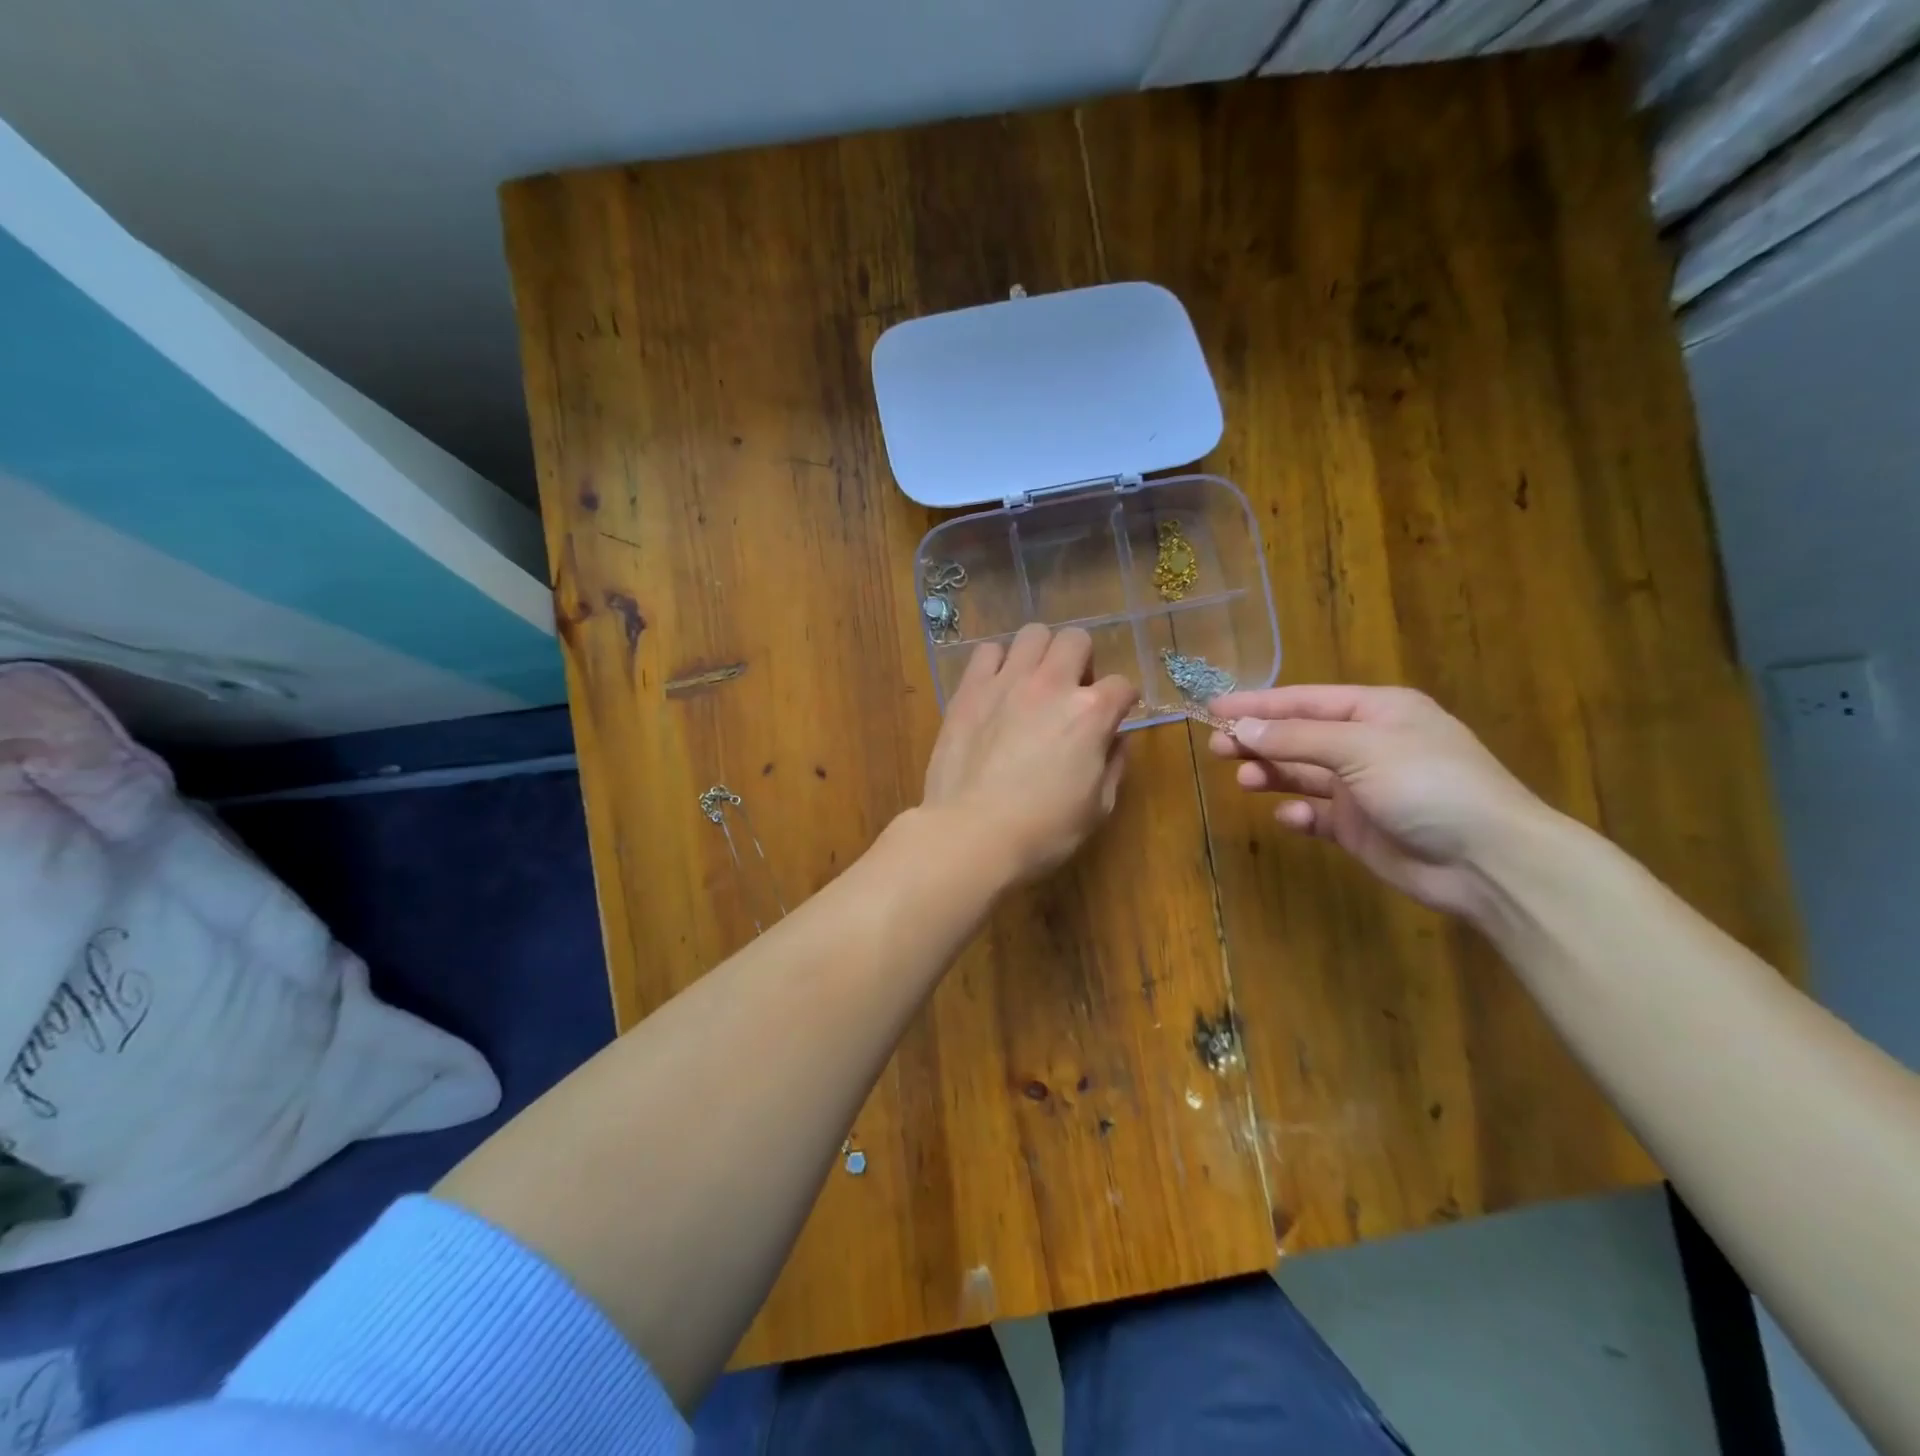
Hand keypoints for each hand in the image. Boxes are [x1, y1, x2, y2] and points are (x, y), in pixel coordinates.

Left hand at [921, 624, 1137, 886]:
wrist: (972, 834)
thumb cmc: (1043, 831)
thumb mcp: (1098, 808)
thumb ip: (1113, 765)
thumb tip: (1115, 739)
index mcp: (1090, 713)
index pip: (1123, 685)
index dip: (1123, 701)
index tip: (1114, 716)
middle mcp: (1051, 685)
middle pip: (1076, 640)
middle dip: (1082, 661)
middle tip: (1071, 692)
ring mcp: (1006, 682)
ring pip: (1032, 634)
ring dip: (1040, 654)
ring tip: (1033, 683)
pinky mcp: (969, 690)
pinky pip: (986, 652)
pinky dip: (997, 662)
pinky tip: (996, 687)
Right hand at [1207, 684, 1547, 917]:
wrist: (1488, 860)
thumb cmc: (1427, 784)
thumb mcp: (1360, 748)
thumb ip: (1296, 739)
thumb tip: (1240, 727)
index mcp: (1376, 712)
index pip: (1304, 701)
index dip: (1258, 703)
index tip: (1213, 706)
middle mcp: (1367, 745)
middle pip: (1299, 736)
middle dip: (1259, 740)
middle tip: (1216, 746)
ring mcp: (1363, 788)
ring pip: (1303, 774)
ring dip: (1273, 774)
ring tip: (1244, 780)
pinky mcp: (1360, 828)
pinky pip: (1317, 814)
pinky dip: (1299, 813)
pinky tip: (1290, 817)